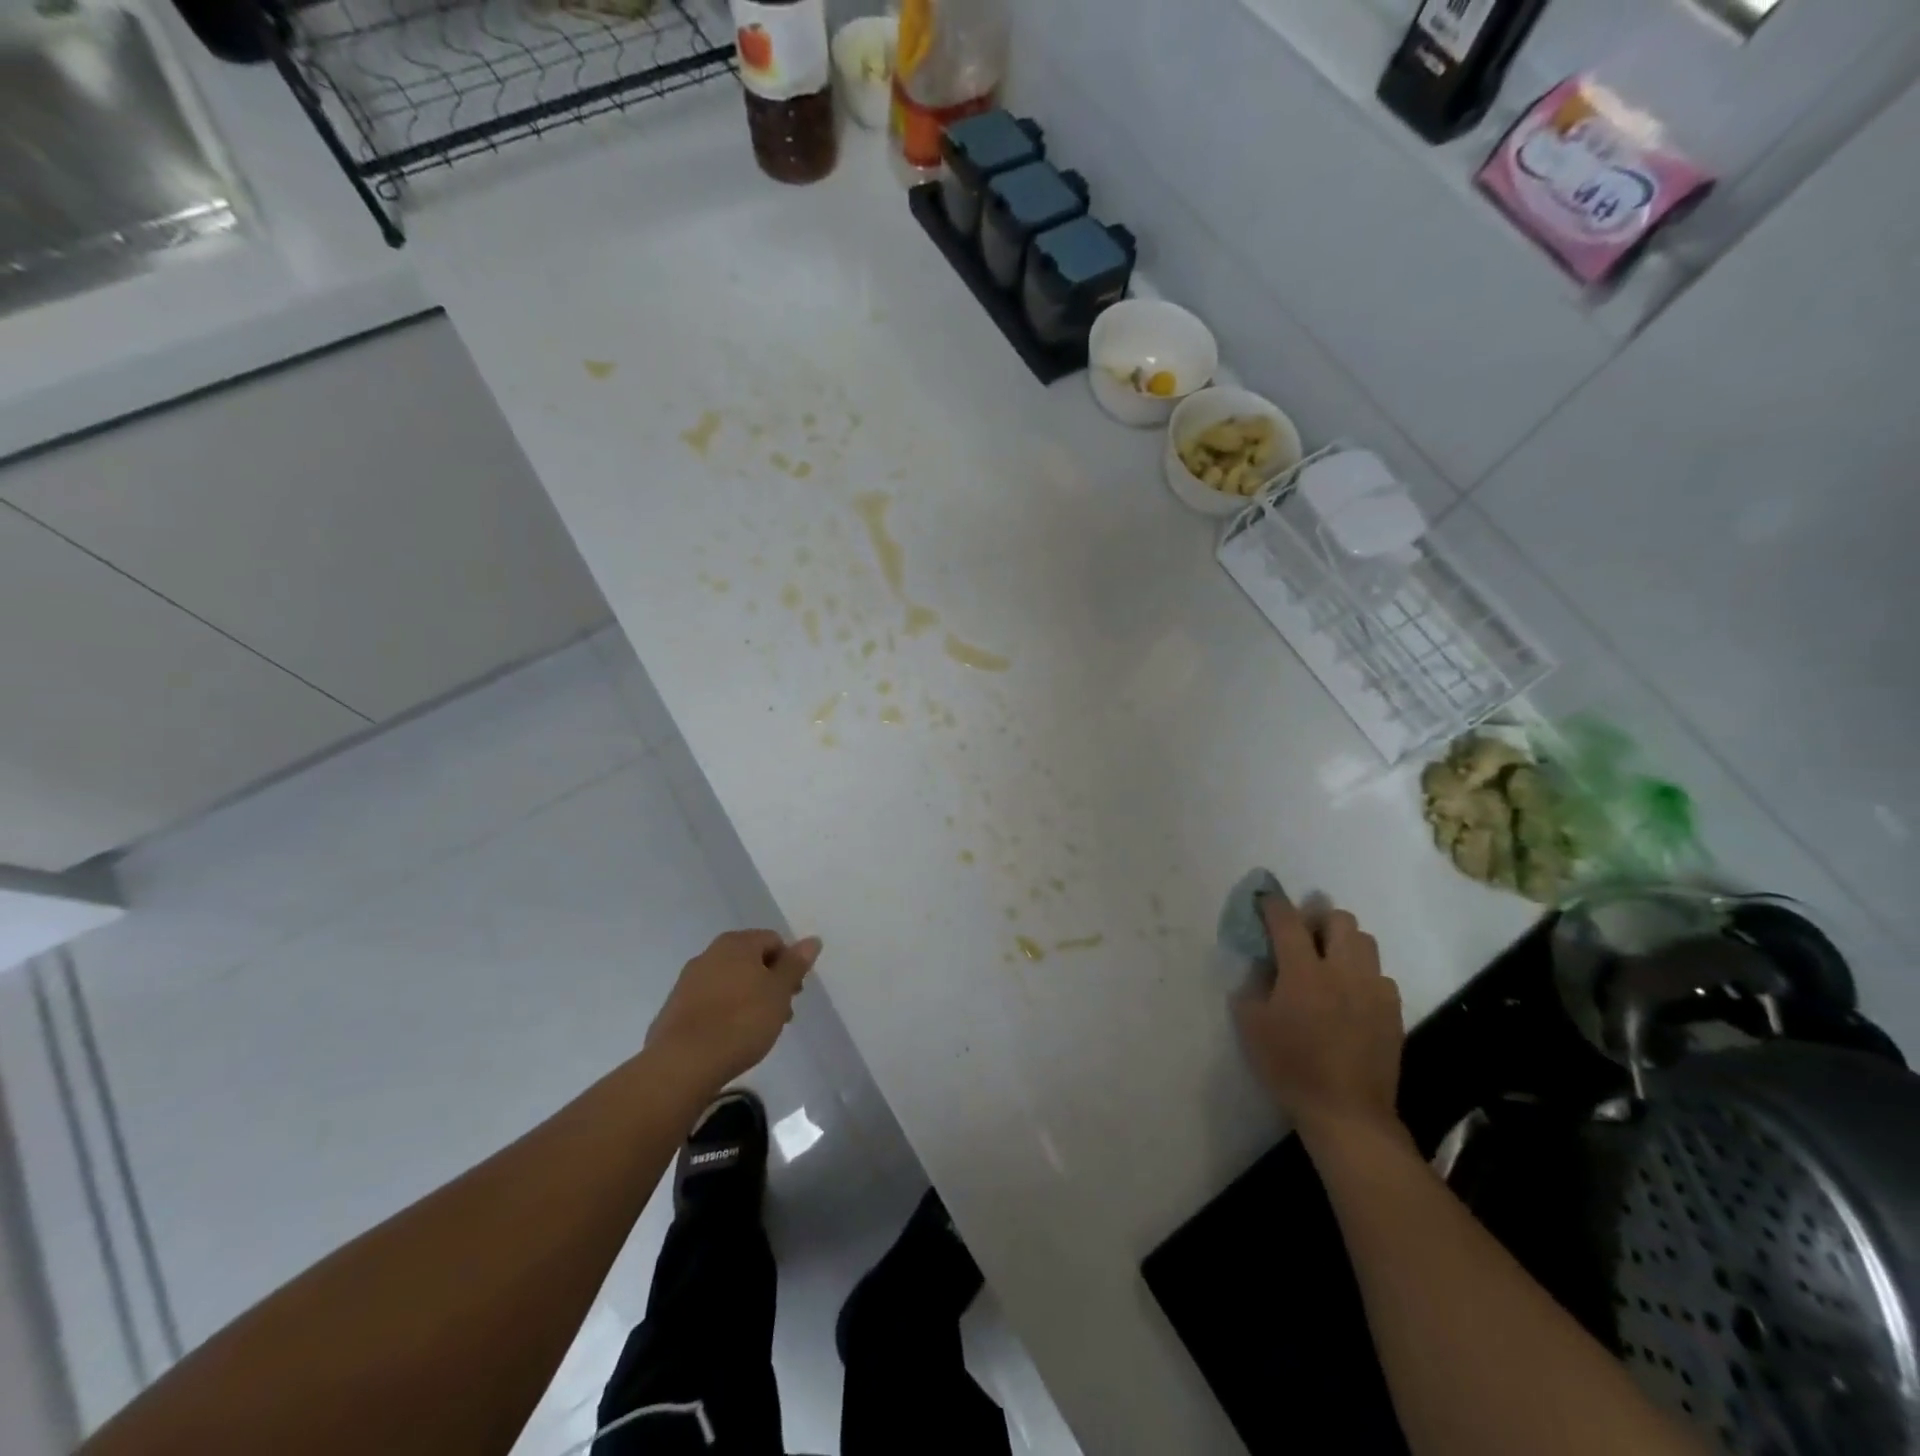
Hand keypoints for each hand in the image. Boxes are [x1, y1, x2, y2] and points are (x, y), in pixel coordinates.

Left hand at [647, 930, 820, 1093]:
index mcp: (736, 943)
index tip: (794, 993)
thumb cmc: (741, 1021)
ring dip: (748, 998)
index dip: (789, 964)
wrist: (684, 1063)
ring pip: (730, 982)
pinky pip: (710, 1002)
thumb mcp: (779, 992)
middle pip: (750, 960)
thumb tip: (812, 940)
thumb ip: (795, 965)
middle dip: (769, 983)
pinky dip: (725, 1012)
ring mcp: (688, 981)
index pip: (773, 941)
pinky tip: (731, 1037)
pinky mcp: (674, 1009)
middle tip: (781, 1013)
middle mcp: (709, 954)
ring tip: (758, 1030)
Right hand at [1234, 895, 1406, 1149]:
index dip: (1273, 904)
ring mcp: (1374, 990)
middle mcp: (1343, 971)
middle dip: (1318, 918)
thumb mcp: (1251, 1025)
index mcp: (1304, 972)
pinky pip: (1380, 976)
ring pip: (1365, 942)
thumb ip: (1253, 985)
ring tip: (1328, 962)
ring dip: (1344, 942)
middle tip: (1302, 936)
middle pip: (1339, 919)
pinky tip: (1350, 996)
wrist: (1347, 1113)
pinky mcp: (1393, 1011)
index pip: (1287, 920)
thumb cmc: (1290, 1067)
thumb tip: (1262, 965)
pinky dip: (1363, 975)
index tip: (1264, 901)